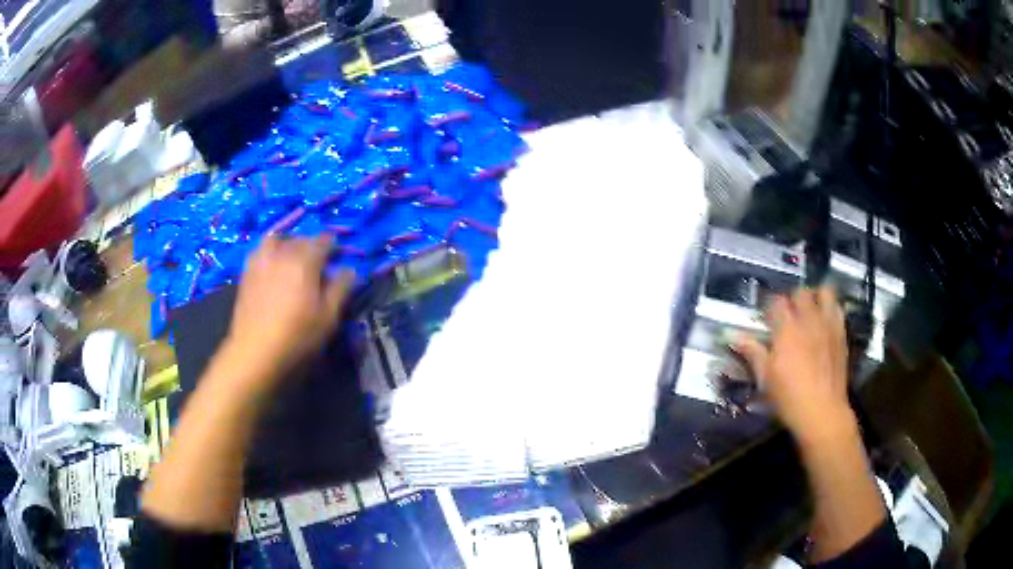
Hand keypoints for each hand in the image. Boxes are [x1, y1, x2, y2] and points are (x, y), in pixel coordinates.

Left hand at [223, 235, 354, 390]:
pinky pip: (260, 251)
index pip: (323, 241)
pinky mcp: (247, 273)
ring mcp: (261, 261)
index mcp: (305, 261)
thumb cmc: (297, 336)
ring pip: (276, 239)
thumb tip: (350, 270)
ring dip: (288, 243)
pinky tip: (273, 267)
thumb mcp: (328, 317)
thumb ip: (340, 289)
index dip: (334, 246)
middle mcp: (283, 253)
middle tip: (319, 262)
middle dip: (312, 245)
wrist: (255, 351)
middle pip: (300, 239)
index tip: (339, 256)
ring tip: (292, 257)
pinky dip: (270, 252)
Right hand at [735, 286, 854, 442]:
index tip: (767, 319)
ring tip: (811, 311)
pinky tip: (825, 323)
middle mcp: (808, 320)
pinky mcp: (842, 334)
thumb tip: (734, 337)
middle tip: (789, 315)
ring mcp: (828, 325)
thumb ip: (753, 352)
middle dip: (793, 299)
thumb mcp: (766, 378)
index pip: (777, 301)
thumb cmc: (789, 397)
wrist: (822, 412)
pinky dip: (830, 309)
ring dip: (816, 297)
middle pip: (801, 293)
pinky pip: (838, 309)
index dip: (770, 307)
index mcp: (787, 329)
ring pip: (824, 293)